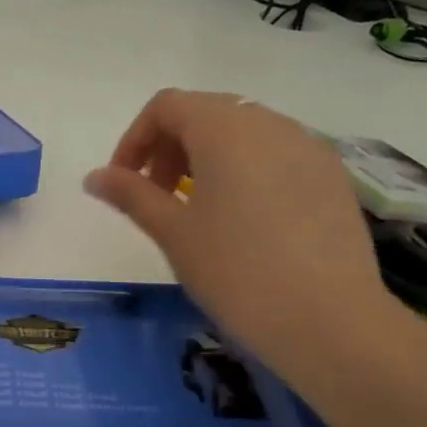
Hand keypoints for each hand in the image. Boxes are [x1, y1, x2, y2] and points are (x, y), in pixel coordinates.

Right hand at [84, 89, 395, 374]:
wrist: (329, 320)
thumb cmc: (236, 271)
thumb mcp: (173, 232)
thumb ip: (131, 195)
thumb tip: (94, 177)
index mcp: (225, 129)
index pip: (167, 106)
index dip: (135, 139)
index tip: (124, 183)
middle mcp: (270, 124)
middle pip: (205, 113)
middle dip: (169, 147)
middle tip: (156, 197)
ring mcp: (308, 147)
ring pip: (243, 132)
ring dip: (206, 158)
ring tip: (197, 210)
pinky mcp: (332, 176)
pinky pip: (276, 155)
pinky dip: (245, 171)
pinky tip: (243, 220)